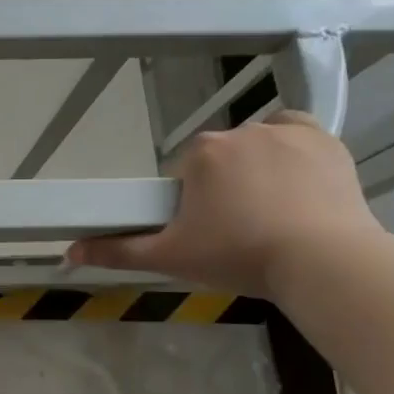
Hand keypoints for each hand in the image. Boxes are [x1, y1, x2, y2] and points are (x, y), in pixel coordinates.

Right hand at [65, 111, 382, 298]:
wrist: (324, 263)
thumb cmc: (240, 256)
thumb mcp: (171, 258)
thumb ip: (118, 251)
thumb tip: (68, 251)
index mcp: (201, 154)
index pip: (185, 173)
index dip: (192, 202)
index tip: (207, 231)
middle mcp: (239, 132)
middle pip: (221, 158)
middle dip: (224, 187)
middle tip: (239, 230)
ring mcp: (286, 132)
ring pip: (257, 144)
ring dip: (256, 168)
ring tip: (271, 210)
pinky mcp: (324, 140)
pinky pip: (296, 130)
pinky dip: (291, 146)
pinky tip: (294, 176)